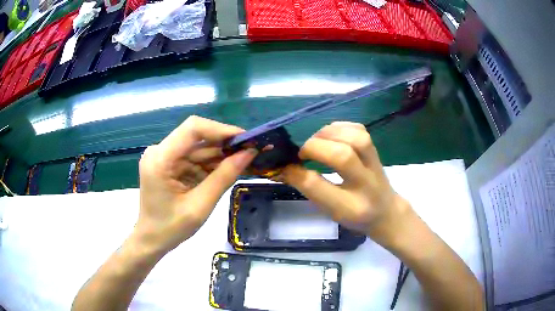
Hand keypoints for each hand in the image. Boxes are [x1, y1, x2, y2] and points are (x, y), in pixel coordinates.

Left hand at [135, 116, 256, 253]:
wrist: (151, 240)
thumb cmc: (171, 229)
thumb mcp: (200, 206)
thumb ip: (224, 177)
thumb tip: (249, 153)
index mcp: (160, 159)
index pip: (193, 129)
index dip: (221, 130)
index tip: (247, 139)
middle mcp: (159, 151)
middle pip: (196, 136)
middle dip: (224, 144)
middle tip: (252, 151)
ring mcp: (163, 156)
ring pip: (198, 147)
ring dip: (220, 155)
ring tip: (245, 161)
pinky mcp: (169, 164)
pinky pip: (193, 158)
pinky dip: (210, 164)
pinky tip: (227, 170)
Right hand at [281, 121, 411, 243]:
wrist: (385, 211)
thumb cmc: (354, 214)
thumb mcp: (330, 210)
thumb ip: (311, 190)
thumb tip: (286, 168)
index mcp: (351, 207)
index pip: (320, 188)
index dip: (298, 174)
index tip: (285, 167)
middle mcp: (367, 184)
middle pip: (343, 157)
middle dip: (315, 148)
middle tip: (301, 153)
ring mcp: (375, 163)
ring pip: (356, 138)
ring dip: (328, 134)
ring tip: (315, 142)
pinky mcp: (375, 149)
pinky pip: (359, 129)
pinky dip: (340, 127)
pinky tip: (330, 135)